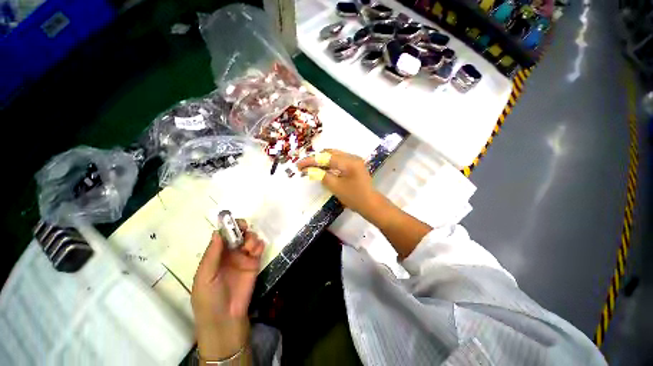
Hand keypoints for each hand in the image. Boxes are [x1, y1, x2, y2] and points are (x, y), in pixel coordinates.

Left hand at [191, 221, 264, 360]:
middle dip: (242, 229)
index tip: (233, 222)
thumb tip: (217, 232)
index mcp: (215, 255)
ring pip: (249, 239)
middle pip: (237, 234)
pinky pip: (259, 248)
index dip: (228, 227)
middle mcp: (229, 254)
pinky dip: (259, 244)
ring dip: (251, 237)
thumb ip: (212, 254)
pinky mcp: (254, 262)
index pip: (222, 236)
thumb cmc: (209, 297)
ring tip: (250, 248)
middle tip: (245, 229)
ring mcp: (243, 258)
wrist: (226, 318)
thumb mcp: (205, 276)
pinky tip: (256, 250)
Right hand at [297, 149, 379, 215]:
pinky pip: (339, 161)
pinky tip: (322, 168)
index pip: (326, 158)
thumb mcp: (336, 187)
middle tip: (304, 166)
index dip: (311, 161)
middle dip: (316, 159)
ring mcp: (354, 161)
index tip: (299, 165)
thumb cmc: (355, 197)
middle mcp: (352, 157)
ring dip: (322, 160)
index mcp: (349, 162)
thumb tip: (310, 170)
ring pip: (334, 156)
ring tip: (310, 166)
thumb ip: (322, 176)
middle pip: (330, 153)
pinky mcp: (354, 165)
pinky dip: (329, 164)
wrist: (371, 204)